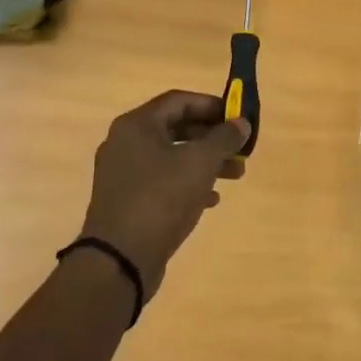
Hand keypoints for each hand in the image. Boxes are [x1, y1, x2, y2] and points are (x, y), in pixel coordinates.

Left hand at [79, 91, 249, 300]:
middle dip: (212, 137)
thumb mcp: (200, 162)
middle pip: (175, 128)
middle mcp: (125, 144)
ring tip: (235, 175)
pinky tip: (211, 200)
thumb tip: (241, 123)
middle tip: (240, 149)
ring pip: (171, 157)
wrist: (119, 259)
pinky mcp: (127, 202)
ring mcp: (123, 175)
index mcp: (136, 125)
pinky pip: (162, 182)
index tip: (238, 117)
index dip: (211, 105)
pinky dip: (188, 184)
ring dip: (205, 162)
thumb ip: (224, 138)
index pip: (179, 100)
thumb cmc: (161, 198)